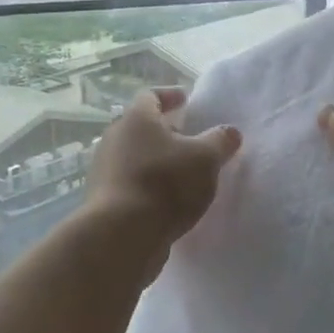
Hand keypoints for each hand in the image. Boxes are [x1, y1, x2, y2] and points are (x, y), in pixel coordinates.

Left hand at [84, 88, 241, 264]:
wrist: (121, 236)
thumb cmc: (165, 184)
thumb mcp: (206, 158)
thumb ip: (220, 141)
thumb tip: (230, 132)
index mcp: (136, 119)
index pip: (150, 96)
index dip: (169, 96)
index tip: (185, 100)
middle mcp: (114, 139)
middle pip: (140, 127)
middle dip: (164, 131)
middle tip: (188, 139)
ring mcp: (105, 171)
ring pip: (134, 157)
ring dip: (156, 161)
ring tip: (182, 173)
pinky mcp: (103, 201)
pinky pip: (130, 184)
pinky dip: (148, 186)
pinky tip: (167, 201)